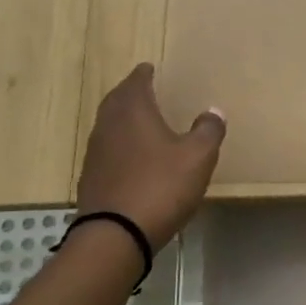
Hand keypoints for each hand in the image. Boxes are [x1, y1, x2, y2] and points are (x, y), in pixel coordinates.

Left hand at [75, 65, 225, 251]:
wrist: (115, 235)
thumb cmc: (160, 187)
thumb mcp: (197, 158)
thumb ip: (208, 131)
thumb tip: (213, 111)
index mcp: (133, 111)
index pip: (136, 82)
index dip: (144, 74)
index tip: (150, 69)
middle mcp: (108, 125)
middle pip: (117, 100)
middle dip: (130, 93)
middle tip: (143, 91)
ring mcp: (95, 153)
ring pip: (109, 125)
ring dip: (122, 119)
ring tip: (139, 122)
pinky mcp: (91, 178)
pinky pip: (106, 151)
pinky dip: (119, 146)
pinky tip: (131, 158)